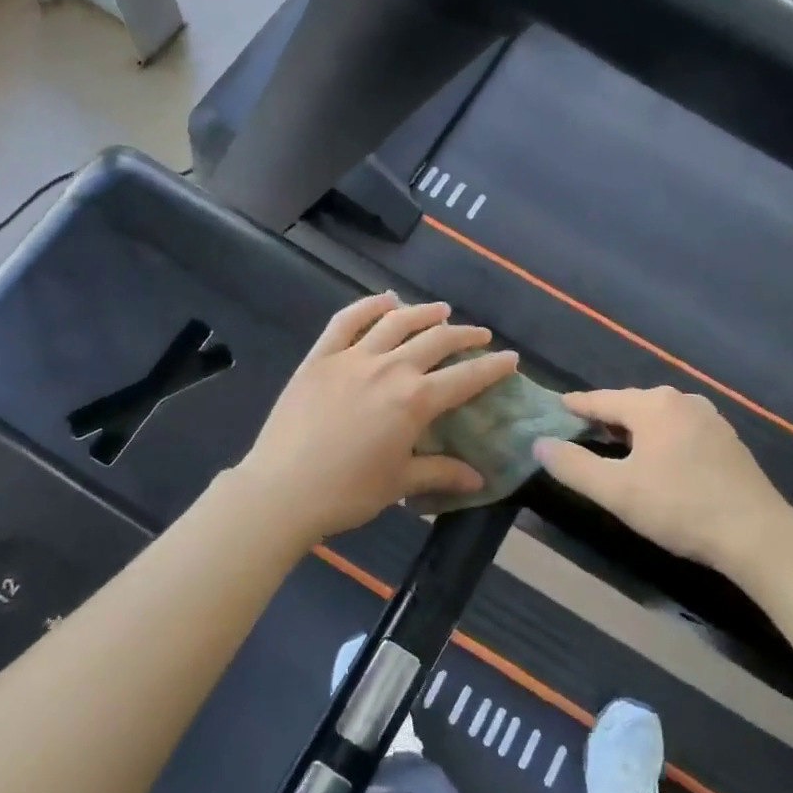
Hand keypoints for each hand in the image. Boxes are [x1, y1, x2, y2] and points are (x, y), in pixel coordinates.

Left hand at [233, 294, 518, 540]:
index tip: (511, 358)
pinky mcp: (319, 358)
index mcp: (414, 400)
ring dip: (423, 312)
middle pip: (436, 341)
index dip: (492, 367)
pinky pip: (346, 321)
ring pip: (395, 322)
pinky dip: (368, 306)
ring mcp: (351, 358)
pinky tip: (384, 300)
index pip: (465, 378)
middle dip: (464, 335)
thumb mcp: (400, 483)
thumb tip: (479, 479)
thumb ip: (441, 473)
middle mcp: (389, 368)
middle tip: (480, 335)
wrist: (281, 491)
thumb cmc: (346, 492)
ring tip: (441, 310)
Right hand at [532, 387, 792, 572]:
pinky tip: (658, 457)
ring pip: (659, 415)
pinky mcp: (727, 440)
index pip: (602, 399)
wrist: (756, 534)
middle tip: (582, 428)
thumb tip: (540, 444)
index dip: (576, 405)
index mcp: (653, 406)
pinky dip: (660, 436)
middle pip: (631, 403)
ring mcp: (710, 418)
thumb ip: (573, 466)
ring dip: (635, 427)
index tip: (557, 406)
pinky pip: (680, 428)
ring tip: (616, 442)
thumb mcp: (616, 491)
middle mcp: (682, 401)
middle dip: (606, 415)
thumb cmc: (679, 507)